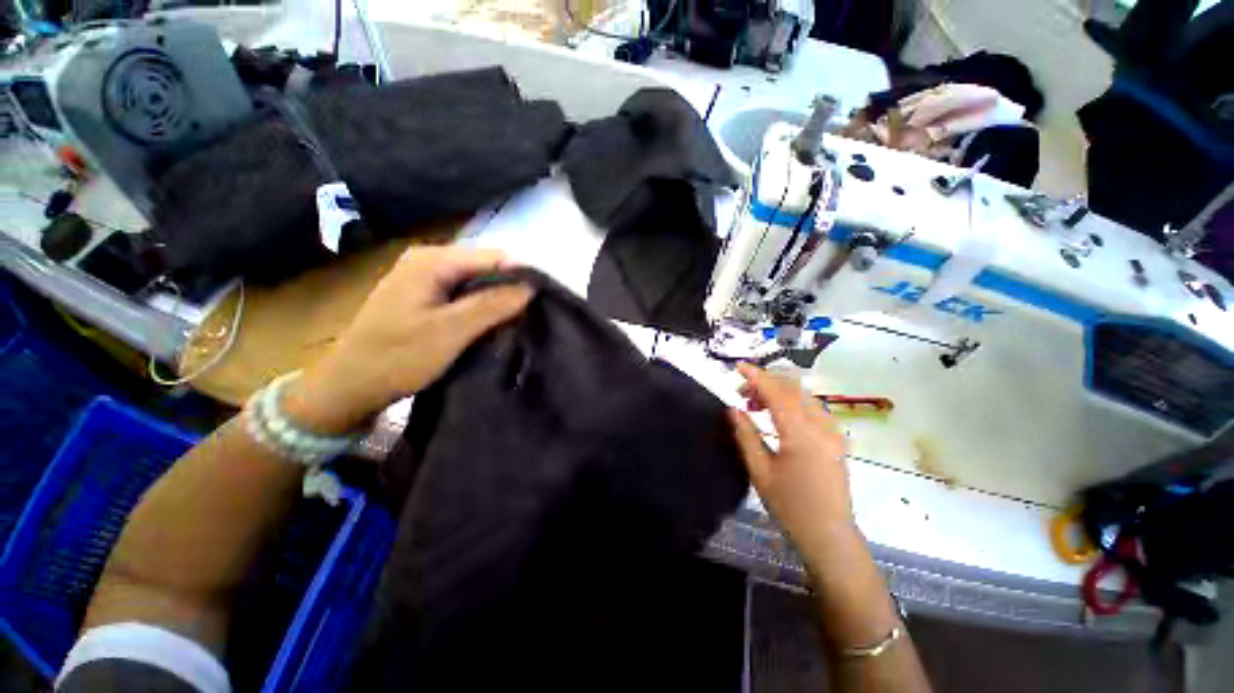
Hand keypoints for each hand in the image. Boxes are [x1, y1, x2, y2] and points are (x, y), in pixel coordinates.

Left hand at [284, 246, 533, 433]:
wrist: (348, 386)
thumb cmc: (398, 357)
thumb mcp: (451, 331)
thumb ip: (493, 305)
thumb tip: (531, 287)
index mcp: (432, 260)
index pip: (492, 256)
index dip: (521, 274)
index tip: (543, 298)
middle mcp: (427, 260)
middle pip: (484, 266)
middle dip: (508, 288)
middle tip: (529, 313)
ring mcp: (422, 278)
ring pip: (475, 281)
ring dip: (496, 299)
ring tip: (514, 320)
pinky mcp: (422, 296)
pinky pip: (462, 293)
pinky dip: (479, 307)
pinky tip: (488, 323)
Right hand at [727, 363, 858, 565]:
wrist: (829, 536)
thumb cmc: (790, 507)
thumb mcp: (760, 471)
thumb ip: (746, 435)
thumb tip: (732, 408)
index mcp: (801, 434)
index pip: (777, 393)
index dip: (756, 376)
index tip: (738, 366)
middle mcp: (822, 426)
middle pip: (793, 388)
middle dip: (766, 382)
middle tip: (742, 393)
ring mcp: (833, 431)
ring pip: (805, 395)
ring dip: (779, 391)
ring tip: (756, 405)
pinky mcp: (836, 439)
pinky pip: (813, 407)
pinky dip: (793, 402)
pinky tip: (778, 415)